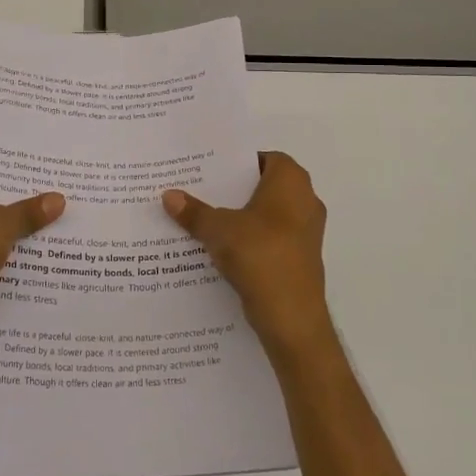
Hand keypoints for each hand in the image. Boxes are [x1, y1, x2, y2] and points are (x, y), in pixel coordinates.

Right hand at [163, 152, 330, 361]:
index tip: (209, 168)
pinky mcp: (301, 258)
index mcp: (291, 181)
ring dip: (241, 217)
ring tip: (204, 219)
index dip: (236, 162)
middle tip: (199, 190)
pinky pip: (271, 238)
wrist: (292, 317)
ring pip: (267, 214)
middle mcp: (305, 200)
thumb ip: (194, 211)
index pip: (263, 158)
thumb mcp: (218, 230)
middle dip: (233, 190)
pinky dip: (250, 240)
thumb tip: (169, 195)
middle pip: (264, 186)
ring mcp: (306, 232)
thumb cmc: (260, 255)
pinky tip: (221, 249)